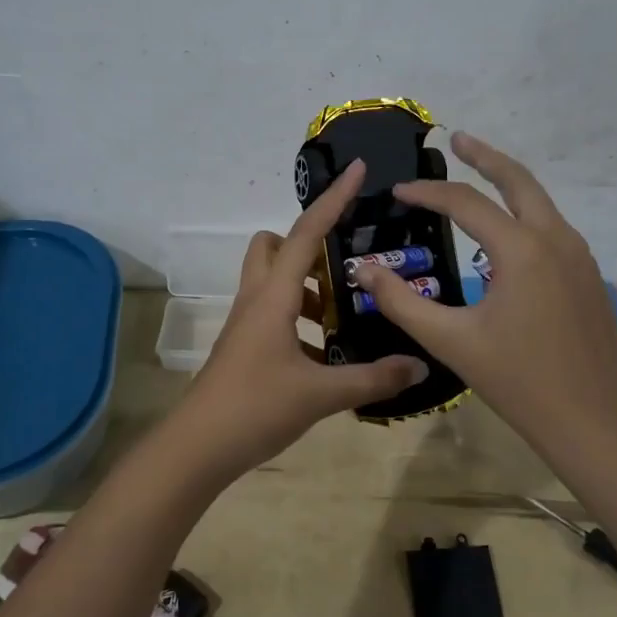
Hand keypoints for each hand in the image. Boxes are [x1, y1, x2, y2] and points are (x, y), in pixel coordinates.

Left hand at [168, 160, 428, 479]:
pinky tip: (325, 353)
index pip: (307, 233)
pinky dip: (298, 319)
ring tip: (344, 315)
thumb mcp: (321, 394)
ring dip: (306, 286)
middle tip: (344, 266)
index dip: (334, 199)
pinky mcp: (244, 346)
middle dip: (307, 243)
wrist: (198, 447)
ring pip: (272, 281)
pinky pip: (272, 313)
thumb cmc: (255, 408)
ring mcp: (246, 324)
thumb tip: (418, 365)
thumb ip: (372, 378)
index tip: (358, 169)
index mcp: (273, 296)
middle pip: (273, 246)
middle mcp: (256, 299)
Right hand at [347, 133, 616, 459]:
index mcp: (522, 250)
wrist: (592, 419)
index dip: (427, 193)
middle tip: (457, 140)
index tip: (397, 192)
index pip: (466, 203)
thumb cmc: (517, 380)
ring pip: (541, 202)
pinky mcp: (587, 275)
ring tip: (479, 176)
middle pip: (519, 180)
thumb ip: (401, 302)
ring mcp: (579, 256)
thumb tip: (363, 270)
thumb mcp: (450, 341)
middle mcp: (555, 240)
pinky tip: (506, 232)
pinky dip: (524, 213)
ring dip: (508, 183)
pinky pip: (551, 228)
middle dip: (485, 156)